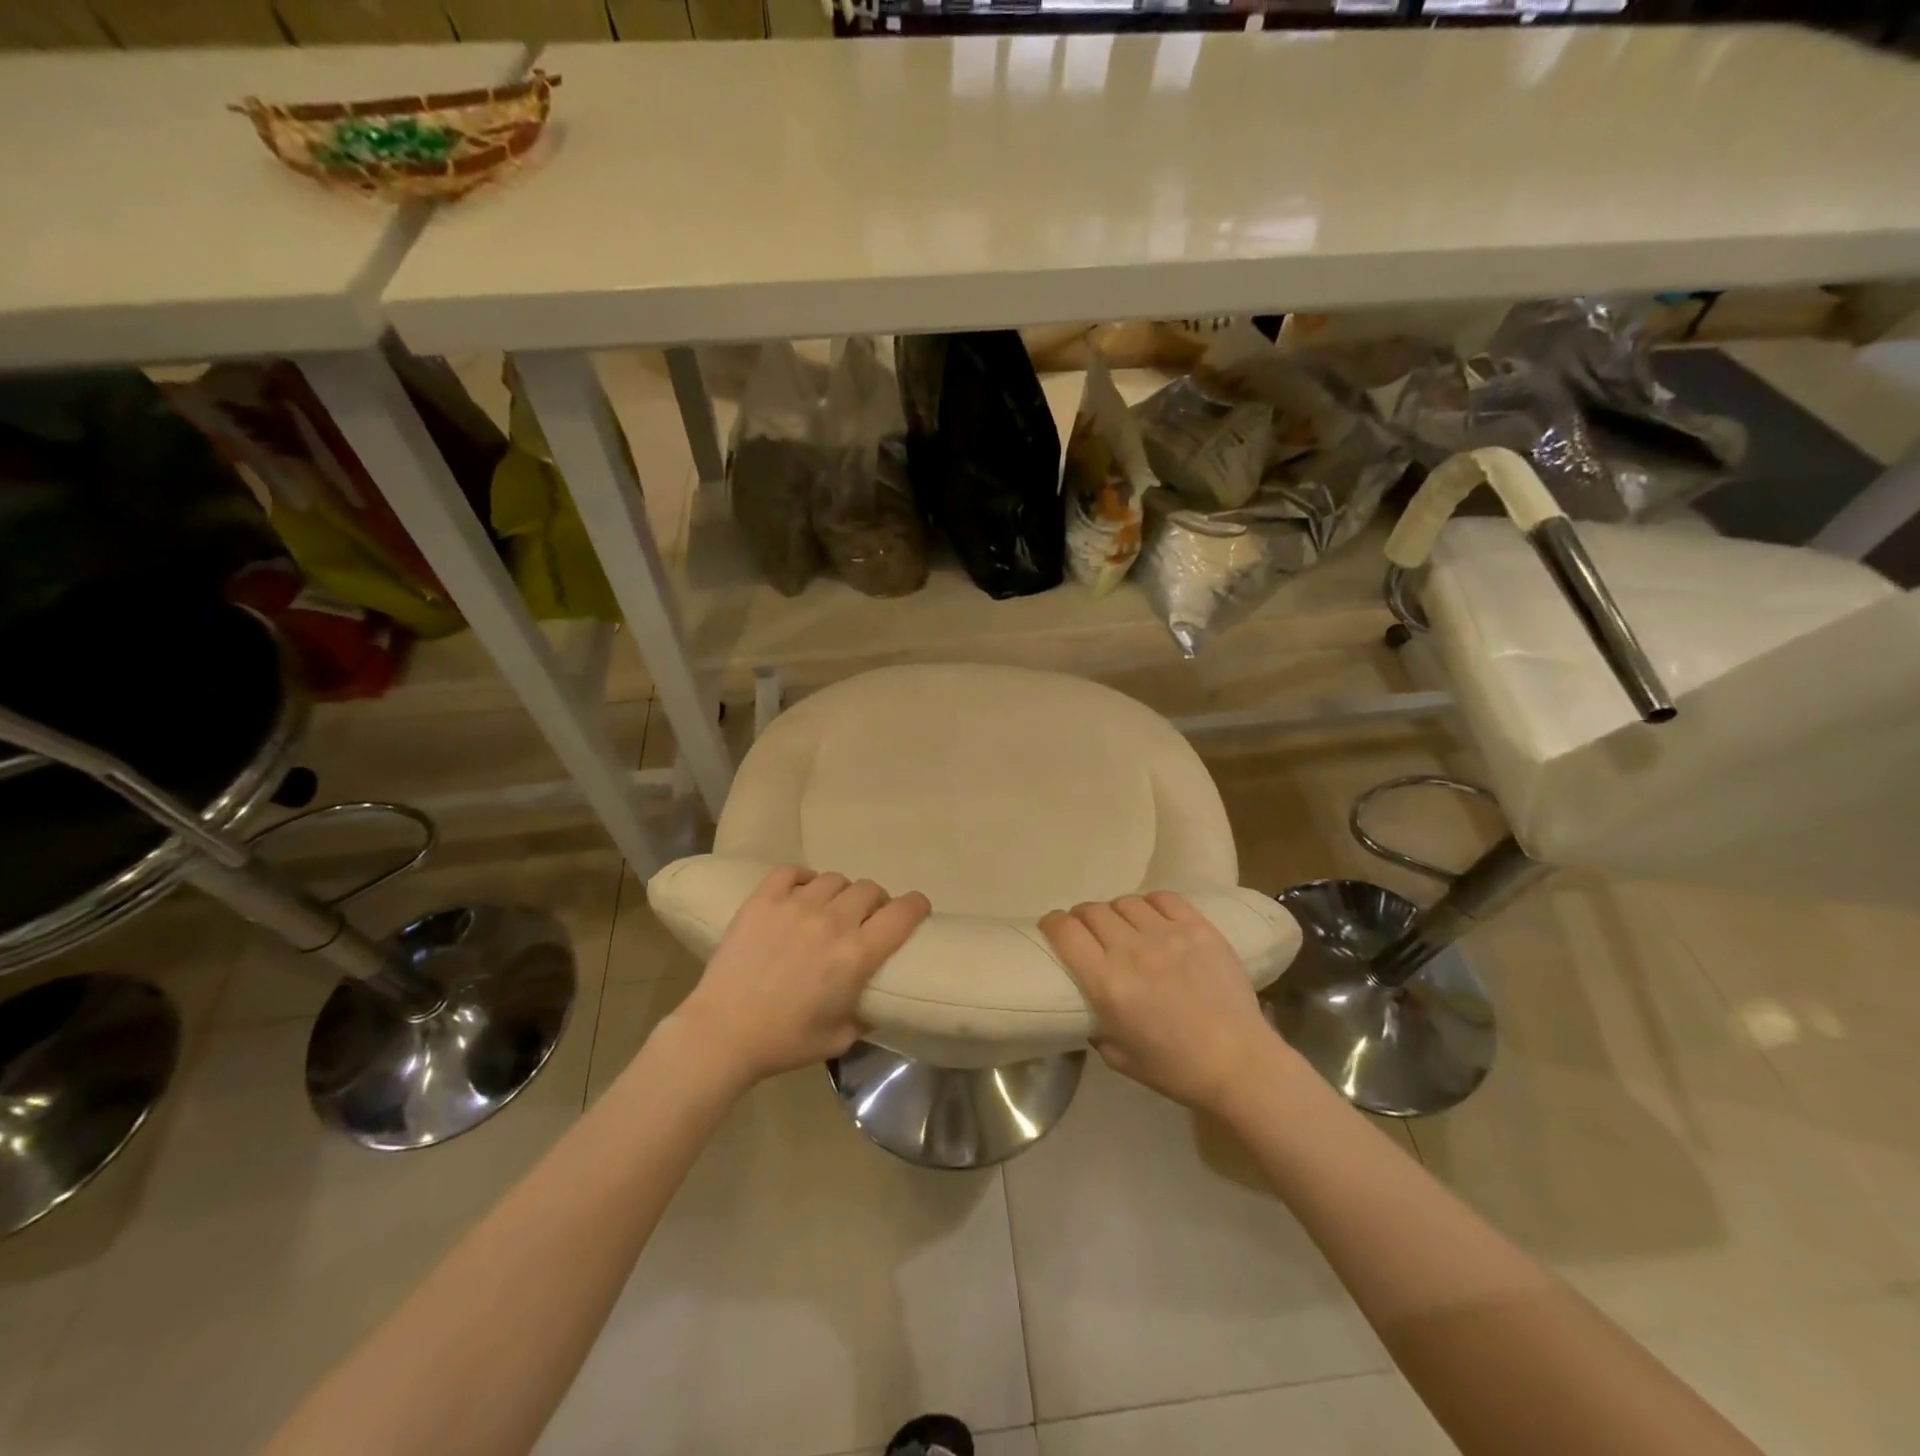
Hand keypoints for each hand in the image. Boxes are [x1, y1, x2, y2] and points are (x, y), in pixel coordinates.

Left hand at [667, 866, 930, 1087]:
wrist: (722, 1033)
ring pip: (834, 879)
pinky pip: (791, 871)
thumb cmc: (784, 1042)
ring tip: (830, 908)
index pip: (902, 913)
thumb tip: (876, 999)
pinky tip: (799, 892)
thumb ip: (865, 1013)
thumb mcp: (840, 1039)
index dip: (916, 905)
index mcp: (857, 955)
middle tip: (866, 918)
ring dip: (840, 893)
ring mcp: (795, 905)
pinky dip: (802, 878)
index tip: (917, 909)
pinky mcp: (763, 900)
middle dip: (876, 902)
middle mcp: (832, 922)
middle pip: (869, 889)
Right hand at [1040, 892, 1279, 1115]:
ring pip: (1125, 902)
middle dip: (1082, 917)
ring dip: (1116, 912)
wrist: (1240, 1063)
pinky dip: (1150, 904)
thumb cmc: (1176, 1069)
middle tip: (1086, 930)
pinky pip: (1164, 898)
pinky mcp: (1199, 928)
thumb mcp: (1119, 1058)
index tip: (1052, 927)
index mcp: (1108, 984)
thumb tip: (1089, 1006)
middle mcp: (1132, 951)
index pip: (1066, 932)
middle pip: (1092, 911)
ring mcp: (1168, 935)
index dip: (1052, 923)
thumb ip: (1096, 1027)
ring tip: (1123, 926)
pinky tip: (1153, 919)